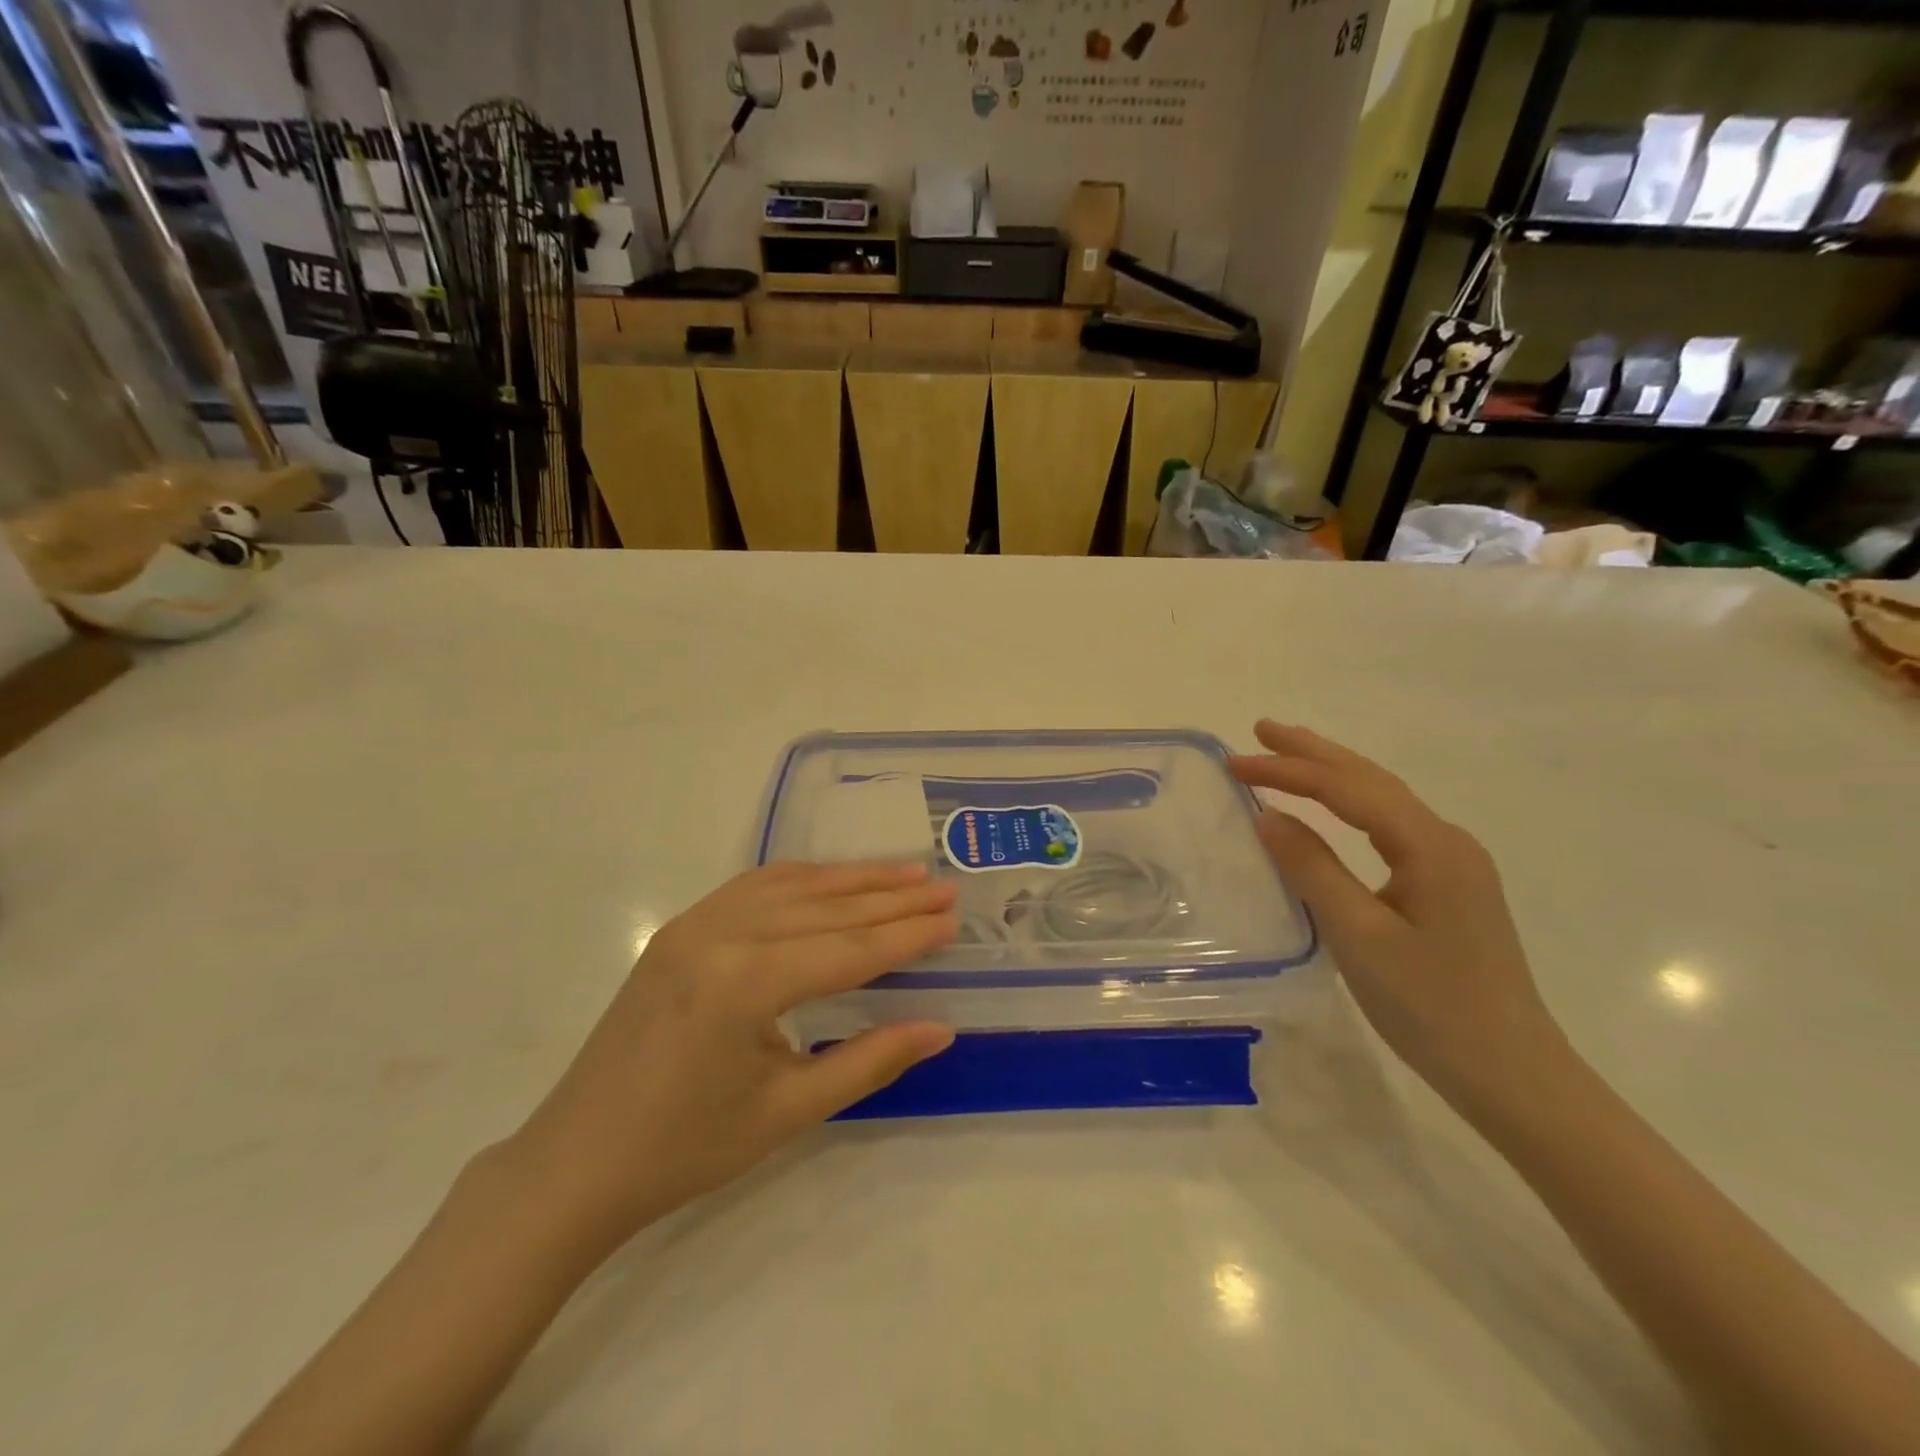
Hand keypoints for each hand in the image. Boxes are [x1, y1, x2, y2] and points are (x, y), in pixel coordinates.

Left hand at [507, 862, 958, 1257]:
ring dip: (851, 879)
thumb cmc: (686, 1149)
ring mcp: (694, 924)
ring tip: (904, 874)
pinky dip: (802, 879)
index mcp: (746, 983)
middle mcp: (721, 934)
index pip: (850, 948)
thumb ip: (870, 1060)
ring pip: (791, 886)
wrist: (575, 1162)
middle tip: (943, 889)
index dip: (908, 934)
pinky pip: (752, 887)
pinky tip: (830, 880)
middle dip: (891, 898)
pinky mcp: (679, 929)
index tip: (953, 919)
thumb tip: (940, 1028)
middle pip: (826, 908)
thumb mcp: (789, 1111)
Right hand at [1230, 723, 1567, 1114]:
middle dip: (1312, 752)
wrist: (1512, 1073)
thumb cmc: (1431, 1006)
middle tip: (1259, 729)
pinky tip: (1332, 808)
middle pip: (1370, 780)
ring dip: (1332, 772)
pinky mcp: (1449, 886)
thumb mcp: (1359, 936)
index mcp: (1430, 846)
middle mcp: (1447, 841)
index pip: (1347, 790)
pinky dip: (1350, 804)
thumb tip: (1267, 816)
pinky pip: (1390, 826)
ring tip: (1288, 753)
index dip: (1288, 770)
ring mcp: (1453, 863)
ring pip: (1383, 800)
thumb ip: (1312, 869)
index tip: (1235, 762)